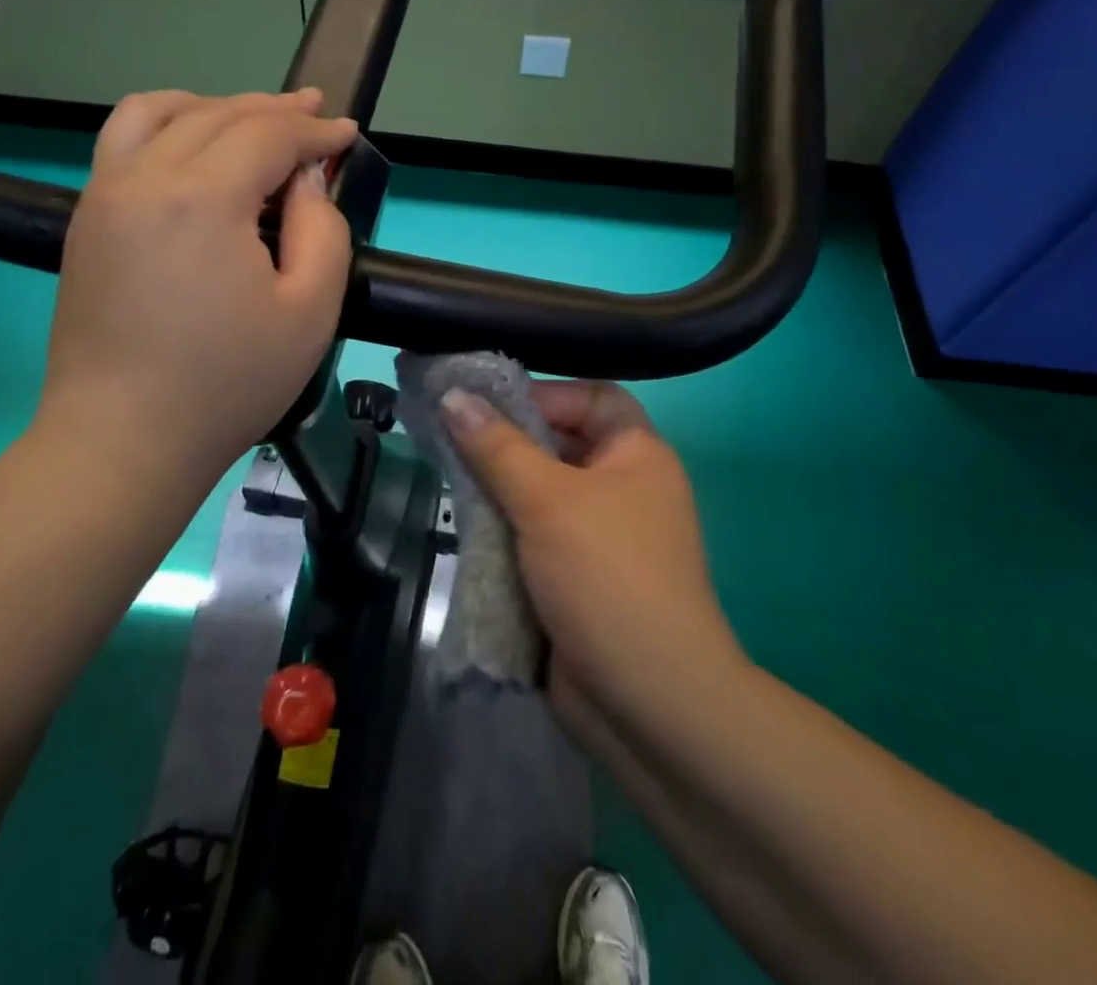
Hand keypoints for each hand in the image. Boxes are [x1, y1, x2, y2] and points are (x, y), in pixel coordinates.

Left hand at [37, 89, 358, 492]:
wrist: (122, 440)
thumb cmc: (228, 383)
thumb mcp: (310, 312)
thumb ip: (324, 230)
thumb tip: (305, 179)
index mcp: (202, 198)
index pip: (268, 136)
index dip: (314, 130)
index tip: (348, 132)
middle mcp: (144, 177)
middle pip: (218, 116)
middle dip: (275, 110)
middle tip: (315, 112)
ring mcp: (105, 194)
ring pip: (161, 113)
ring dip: (216, 106)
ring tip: (253, 119)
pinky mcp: (86, 218)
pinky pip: (124, 141)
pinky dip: (167, 123)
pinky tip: (192, 144)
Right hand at [442, 381, 739, 720]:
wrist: (646, 702)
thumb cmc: (605, 576)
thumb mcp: (546, 499)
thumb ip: (496, 446)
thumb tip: (453, 394)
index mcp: (637, 455)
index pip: (591, 397)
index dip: (543, 394)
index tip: (485, 404)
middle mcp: (623, 488)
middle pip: (560, 444)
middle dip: (507, 443)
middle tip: (451, 439)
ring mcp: (600, 537)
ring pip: (540, 493)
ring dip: (499, 490)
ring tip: (450, 481)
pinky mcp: (576, 578)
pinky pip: (533, 536)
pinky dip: (503, 531)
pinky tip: (465, 528)